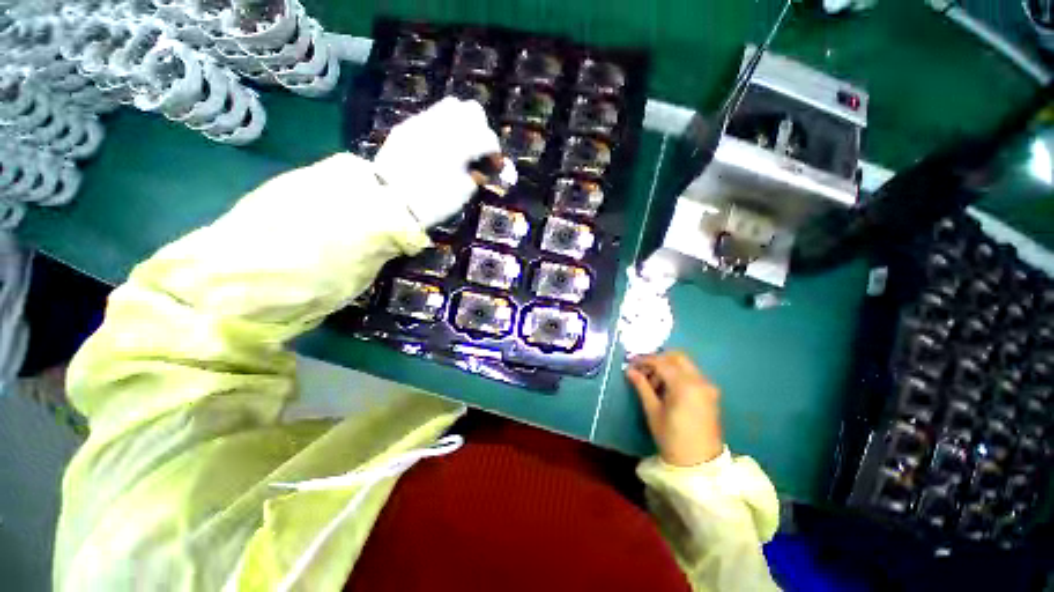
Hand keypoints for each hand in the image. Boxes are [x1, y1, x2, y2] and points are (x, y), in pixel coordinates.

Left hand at [373, 97, 502, 228]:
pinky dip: (443, 129)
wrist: (391, 203)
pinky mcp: (407, 127)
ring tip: (462, 147)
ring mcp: (422, 121)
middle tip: (480, 152)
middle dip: (481, 130)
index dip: (496, 153)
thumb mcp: (464, 192)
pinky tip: (442, 148)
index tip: (496, 168)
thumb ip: (478, 175)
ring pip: (451, 107)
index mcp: (460, 142)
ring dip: (462, 125)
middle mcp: (443, 124)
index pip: (488, 138)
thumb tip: (486, 169)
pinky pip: (432, 118)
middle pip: (472, 111)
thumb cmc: (434, 201)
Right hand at [626, 351, 723, 466]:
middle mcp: (699, 381)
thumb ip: (642, 386)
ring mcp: (707, 386)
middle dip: (658, 359)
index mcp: (685, 385)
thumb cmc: (672, 438)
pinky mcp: (710, 393)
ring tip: (652, 383)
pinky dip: (677, 374)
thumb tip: (630, 370)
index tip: (631, 363)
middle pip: (677, 357)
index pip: (661, 362)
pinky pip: (691, 374)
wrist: (699, 464)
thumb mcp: (653, 411)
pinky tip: (666, 388)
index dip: (644, 360)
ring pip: (685, 364)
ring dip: (667, 366)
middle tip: (643, 370)